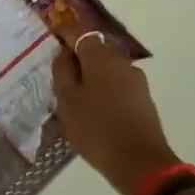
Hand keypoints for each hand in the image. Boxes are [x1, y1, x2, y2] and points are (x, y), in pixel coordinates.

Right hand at [50, 18, 179, 194]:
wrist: (139, 162)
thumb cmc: (95, 128)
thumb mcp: (67, 100)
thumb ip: (62, 72)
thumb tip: (63, 52)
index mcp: (101, 58)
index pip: (80, 33)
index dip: (65, 32)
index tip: (51, 33)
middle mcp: (122, 63)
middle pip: (96, 51)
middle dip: (77, 57)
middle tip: (57, 72)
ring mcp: (136, 82)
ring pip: (106, 70)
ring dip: (89, 76)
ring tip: (71, 96)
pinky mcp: (142, 100)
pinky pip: (115, 86)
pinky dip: (101, 90)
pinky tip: (90, 109)